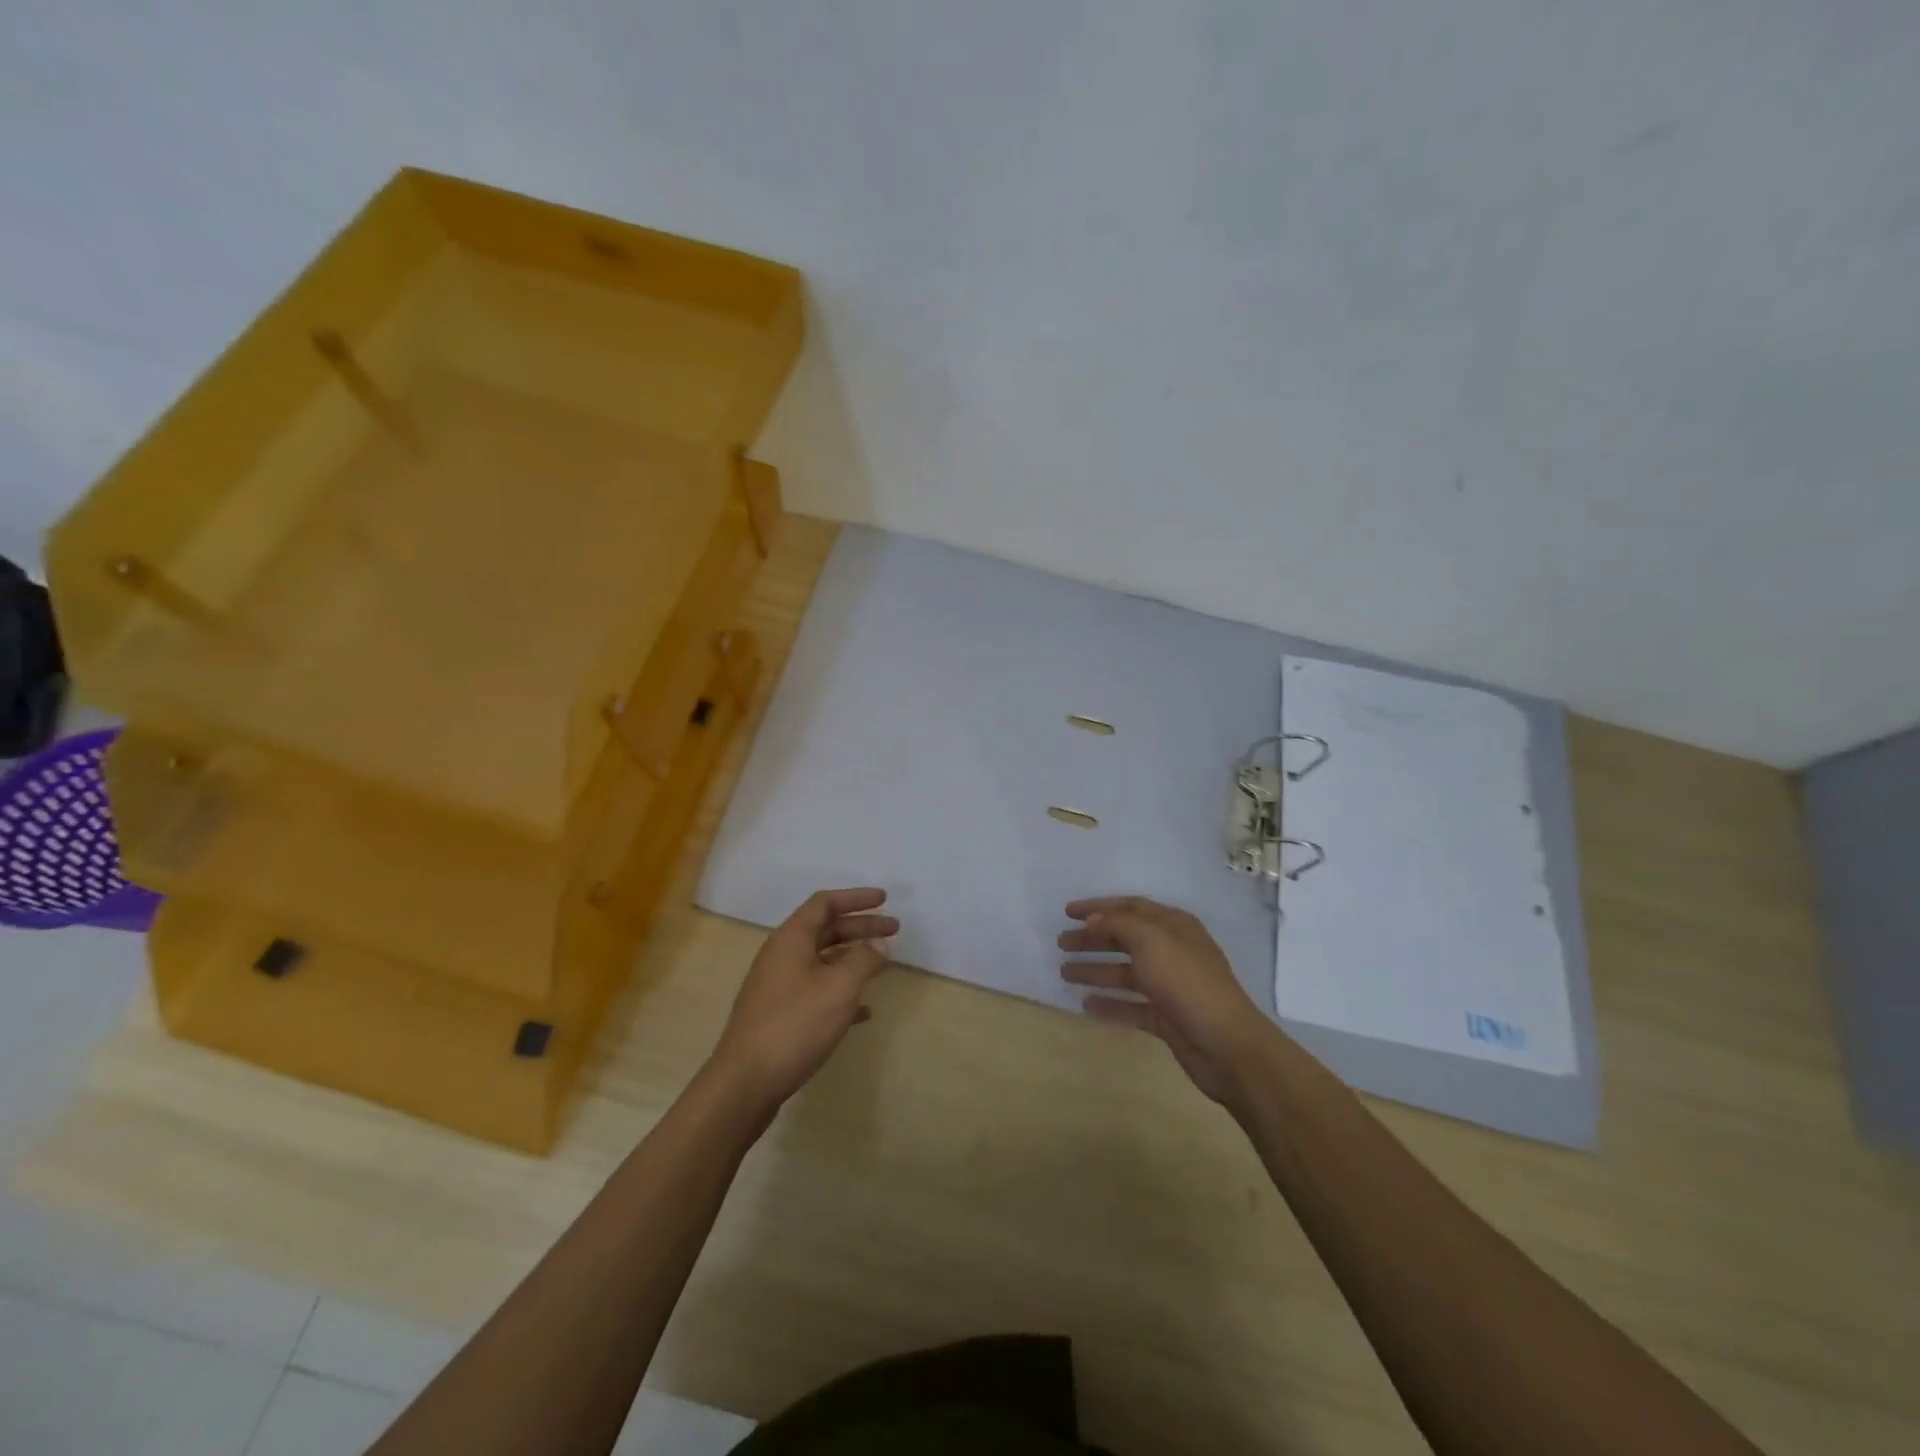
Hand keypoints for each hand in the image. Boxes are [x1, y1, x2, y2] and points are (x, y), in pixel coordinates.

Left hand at [709, 888, 897, 1110]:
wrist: (745, 1084)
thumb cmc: (794, 1026)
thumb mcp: (838, 988)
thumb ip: (864, 959)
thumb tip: (880, 942)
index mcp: (791, 940)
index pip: (825, 903)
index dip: (855, 898)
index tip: (884, 899)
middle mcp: (781, 956)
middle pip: (825, 930)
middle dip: (861, 927)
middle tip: (894, 930)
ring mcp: (778, 987)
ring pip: (822, 961)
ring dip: (853, 958)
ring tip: (882, 965)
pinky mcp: (779, 1015)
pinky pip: (816, 991)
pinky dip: (841, 991)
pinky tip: (863, 1011)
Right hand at [1059, 896, 1276, 1105]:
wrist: (1226, 1045)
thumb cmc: (1188, 982)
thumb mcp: (1151, 941)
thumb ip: (1118, 925)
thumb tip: (1092, 920)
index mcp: (1173, 926)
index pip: (1130, 908)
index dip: (1098, 908)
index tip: (1067, 912)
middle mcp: (1172, 951)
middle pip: (1125, 939)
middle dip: (1092, 940)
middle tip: (1061, 944)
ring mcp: (1169, 986)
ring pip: (1125, 973)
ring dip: (1095, 971)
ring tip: (1064, 973)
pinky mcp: (1166, 1018)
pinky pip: (1131, 1006)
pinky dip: (1110, 1004)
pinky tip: (1086, 1005)